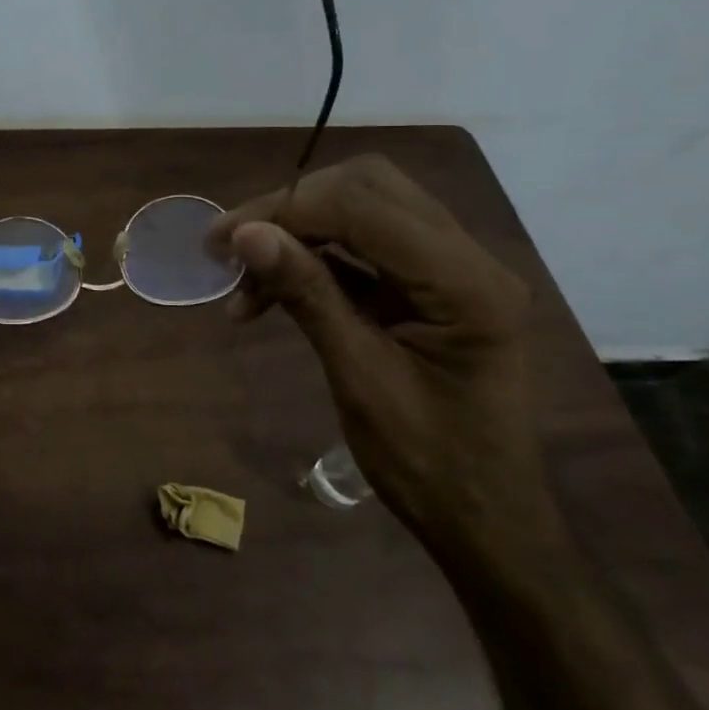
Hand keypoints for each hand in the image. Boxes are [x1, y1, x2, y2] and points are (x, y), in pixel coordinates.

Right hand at [209, 155, 552, 564]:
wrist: (486, 521)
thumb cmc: (428, 465)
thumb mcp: (359, 378)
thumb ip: (307, 294)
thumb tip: (246, 234)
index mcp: (465, 284)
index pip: (365, 206)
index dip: (287, 210)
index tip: (223, 240)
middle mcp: (468, 259)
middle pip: (368, 188)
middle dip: (290, 209)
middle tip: (232, 247)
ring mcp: (452, 269)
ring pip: (364, 208)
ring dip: (297, 231)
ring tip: (243, 279)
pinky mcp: (431, 285)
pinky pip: (365, 246)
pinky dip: (314, 257)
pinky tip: (271, 290)